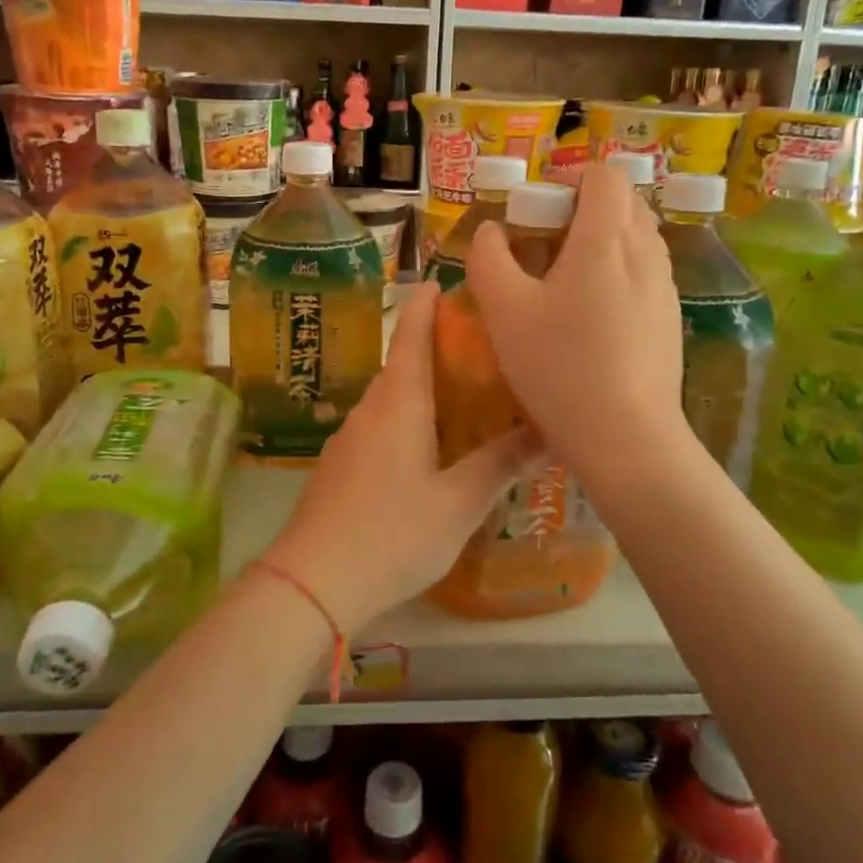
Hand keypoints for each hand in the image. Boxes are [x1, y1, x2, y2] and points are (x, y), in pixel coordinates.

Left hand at [261, 282, 541, 635]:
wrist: (312, 582)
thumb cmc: (392, 534)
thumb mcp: (459, 503)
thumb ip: (502, 464)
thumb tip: (551, 430)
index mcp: (398, 402)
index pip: (411, 334)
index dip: (426, 304)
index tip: (444, 280)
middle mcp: (370, 409)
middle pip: (402, 364)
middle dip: (435, 348)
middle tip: (481, 349)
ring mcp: (349, 439)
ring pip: (391, 399)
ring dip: (422, 388)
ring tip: (465, 397)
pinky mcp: (340, 467)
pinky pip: (380, 427)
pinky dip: (408, 421)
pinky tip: (430, 449)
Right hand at [464, 163, 686, 481]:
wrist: (627, 437)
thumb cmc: (559, 367)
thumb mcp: (504, 311)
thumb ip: (488, 258)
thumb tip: (491, 230)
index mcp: (606, 238)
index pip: (604, 174)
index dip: (569, 179)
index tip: (538, 211)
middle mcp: (645, 251)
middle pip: (623, 202)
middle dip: (582, 209)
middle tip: (544, 246)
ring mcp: (664, 286)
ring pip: (636, 238)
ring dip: (601, 242)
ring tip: (564, 284)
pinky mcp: (670, 318)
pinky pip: (644, 273)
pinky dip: (618, 274)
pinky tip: (591, 319)